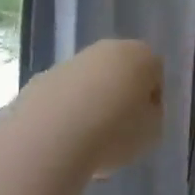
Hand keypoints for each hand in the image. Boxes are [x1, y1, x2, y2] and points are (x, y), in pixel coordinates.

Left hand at [49, 39, 164, 176]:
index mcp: (140, 55)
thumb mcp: (152, 132)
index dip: (152, 101)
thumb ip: (152, 117)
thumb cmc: (114, 133)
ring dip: (90, 106)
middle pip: (120, 72)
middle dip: (120, 98)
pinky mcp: (39, 81)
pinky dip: (64, 115)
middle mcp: (106, 50)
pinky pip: (61, 98)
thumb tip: (139, 113)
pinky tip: (62, 141)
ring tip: (86, 144)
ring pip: (88, 84)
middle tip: (117, 132)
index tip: (144, 126)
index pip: (155, 73)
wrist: (49, 139)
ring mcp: (69, 63)